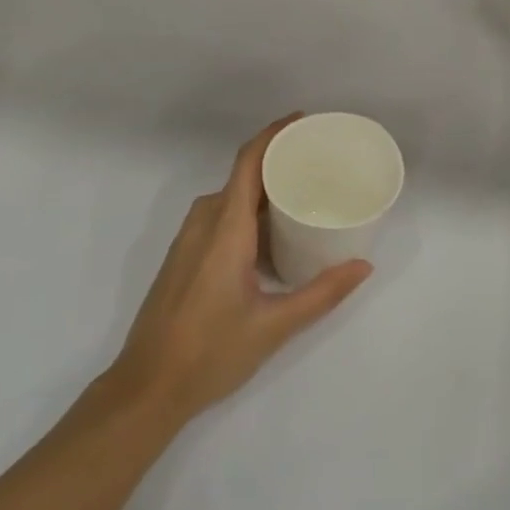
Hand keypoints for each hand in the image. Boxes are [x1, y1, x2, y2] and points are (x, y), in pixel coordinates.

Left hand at [108, 115, 372, 425]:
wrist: (146, 388)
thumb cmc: (210, 352)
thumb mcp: (274, 325)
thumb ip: (322, 293)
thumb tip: (364, 266)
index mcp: (225, 228)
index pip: (248, 161)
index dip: (274, 134)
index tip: (304, 121)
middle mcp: (204, 223)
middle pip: (243, 176)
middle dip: (278, 162)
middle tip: (319, 164)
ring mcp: (189, 239)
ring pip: (231, 197)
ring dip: (263, 190)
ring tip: (303, 195)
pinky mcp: (185, 256)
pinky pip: (220, 216)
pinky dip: (248, 211)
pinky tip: (273, 235)